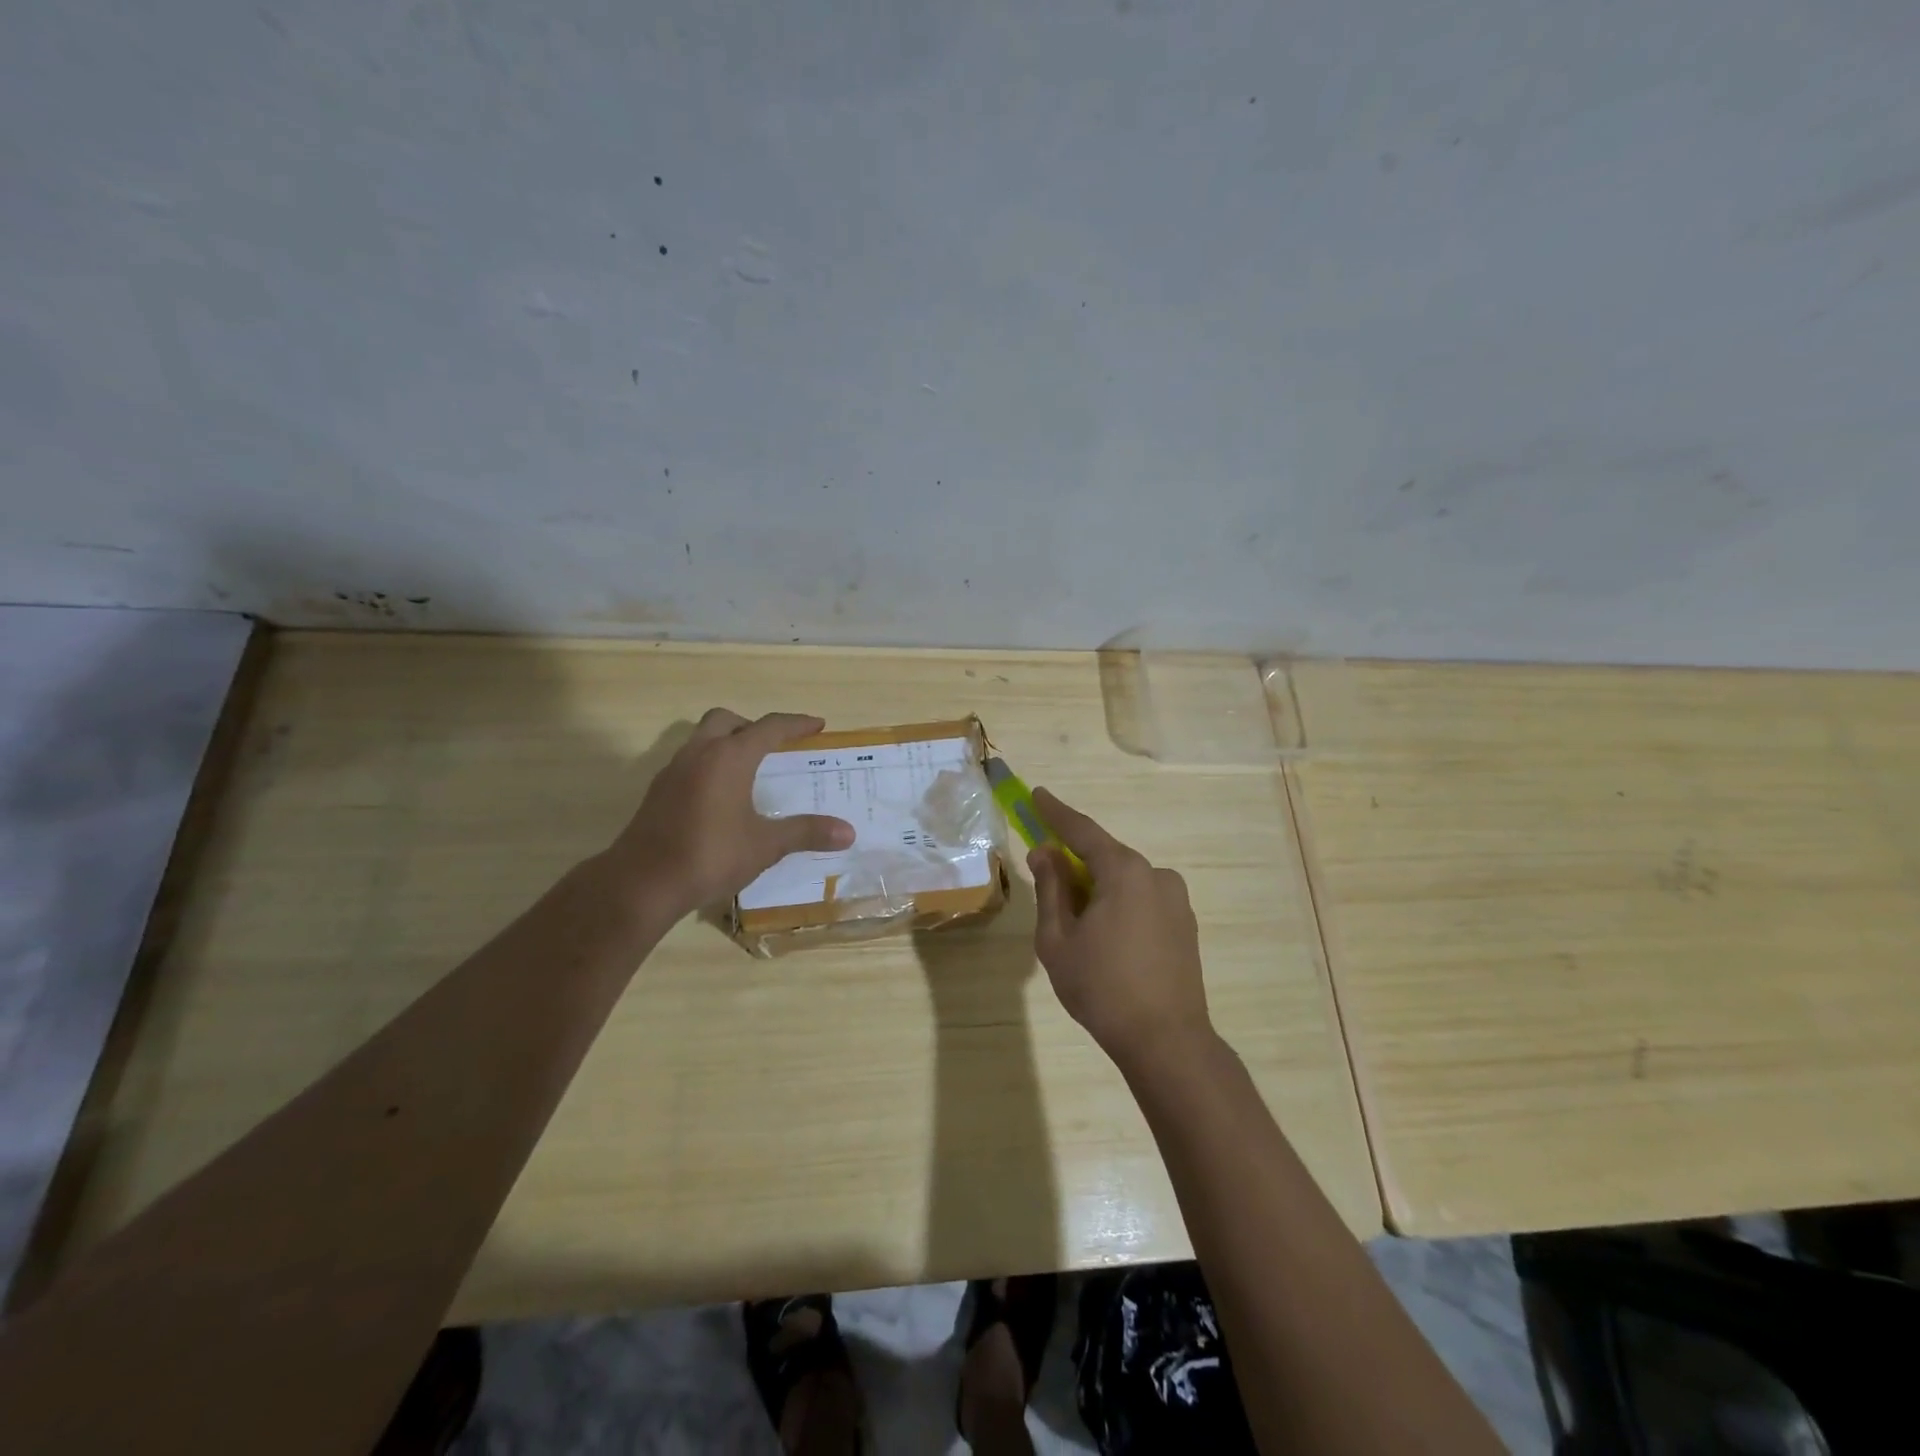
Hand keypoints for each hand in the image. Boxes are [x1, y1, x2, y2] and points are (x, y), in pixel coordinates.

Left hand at [608, 708, 854, 918]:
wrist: (642, 883)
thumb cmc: (710, 855)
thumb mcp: (766, 845)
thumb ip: (806, 832)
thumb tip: (848, 832)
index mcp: (729, 757)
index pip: (769, 727)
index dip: (796, 724)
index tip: (817, 725)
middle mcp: (699, 754)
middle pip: (727, 721)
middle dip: (753, 726)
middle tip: (774, 746)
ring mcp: (673, 771)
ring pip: (702, 739)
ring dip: (727, 744)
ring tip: (748, 770)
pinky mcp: (658, 792)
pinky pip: (689, 763)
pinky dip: (709, 766)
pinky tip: (719, 797)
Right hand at [1029, 787, 1215, 1073]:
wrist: (1166, 1041)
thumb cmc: (1102, 988)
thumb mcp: (1058, 939)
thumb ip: (1051, 889)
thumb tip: (1044, 853)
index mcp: (1124, 872)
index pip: (1082, 831)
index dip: (1055, 813)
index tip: (1037, 795)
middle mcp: (1156, 875)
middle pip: (1105, 856)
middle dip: (1074, 861)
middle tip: (1046, 872)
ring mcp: (1176, 900)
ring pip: (1124, 881)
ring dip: (1097, 888)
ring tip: (1076, 924)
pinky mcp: (1185, 925)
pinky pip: (1142, 900)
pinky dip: (1119, 905)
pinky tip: (1106, 938)